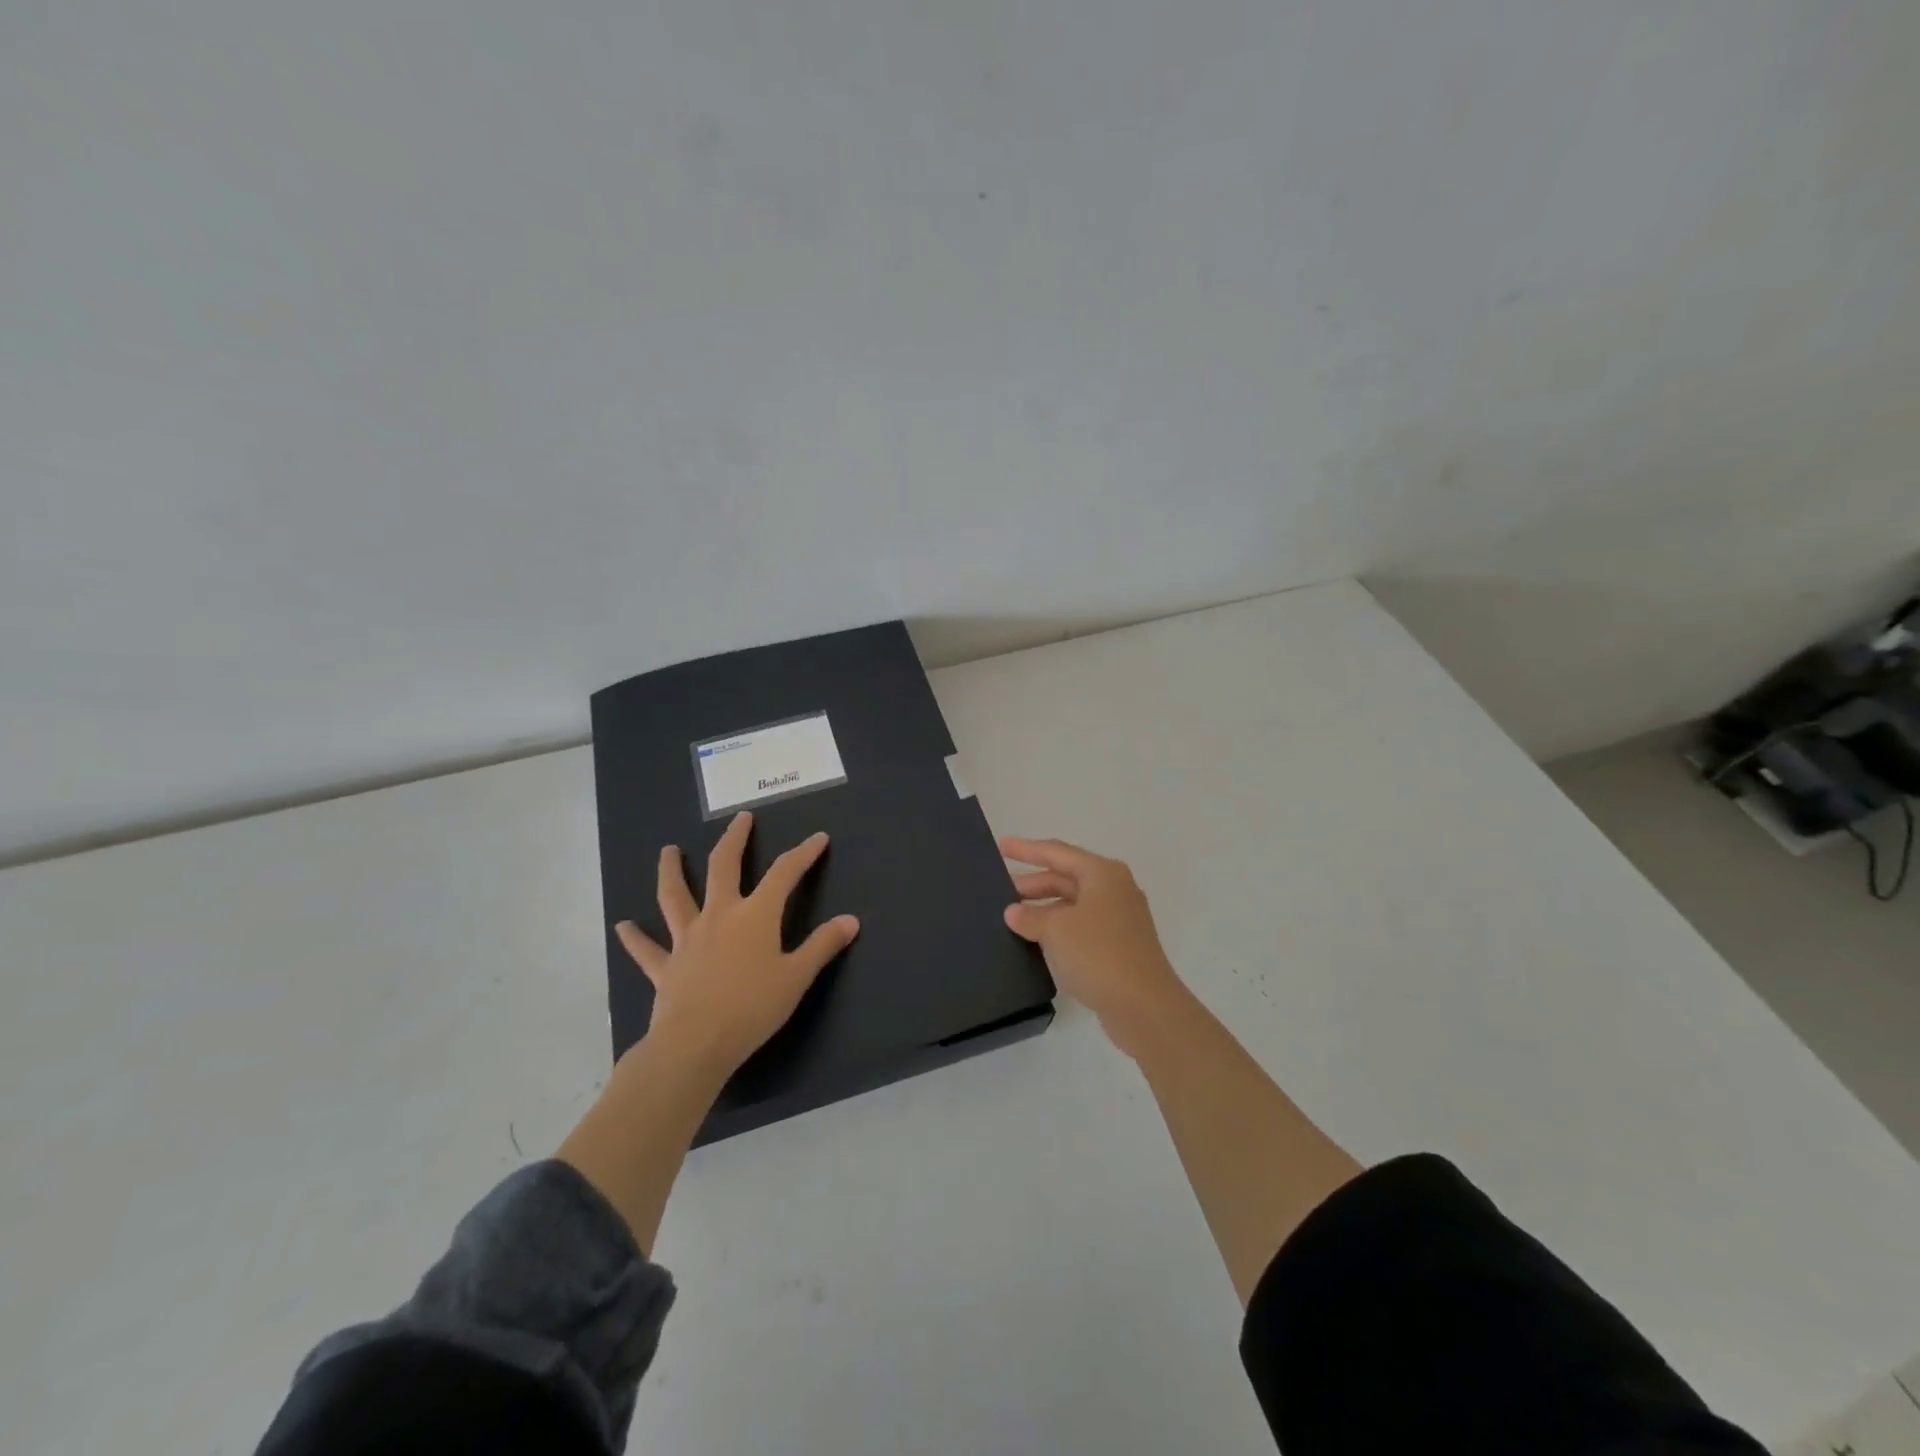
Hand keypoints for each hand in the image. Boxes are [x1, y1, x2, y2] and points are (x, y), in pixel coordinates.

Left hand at [616, 811, 859, 1078]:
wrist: (695, 1044)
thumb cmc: (752, 1008)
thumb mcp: (796, 977)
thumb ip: (822, 946)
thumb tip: (850, 920)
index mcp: (755, 915)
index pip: (784, 874)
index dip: (803, 853)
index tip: (818, 838)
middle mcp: (719, 916)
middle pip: (723, 867)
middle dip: (734, 839)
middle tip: (740, 818)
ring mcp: (687, 939)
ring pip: (675, 896)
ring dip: (670, 871)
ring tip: (667, 850)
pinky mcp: (665, 967)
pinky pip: (647, 950)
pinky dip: (634, 938)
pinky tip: (622, 926)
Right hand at [1001, 836, 1185, 1056]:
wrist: (1145, 1007)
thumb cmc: (1099, 954)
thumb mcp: (1056, 930)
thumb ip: (1030, 916)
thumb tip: (1014, 911)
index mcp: (1103, 874)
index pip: (1057, 852)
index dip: (1027, 849)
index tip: (1001, 845)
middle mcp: (1115, 889)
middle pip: (1066, 877)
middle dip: (1034, 883)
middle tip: (1001, 890)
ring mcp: (1120, 919)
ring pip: (1073, 904)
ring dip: (1044, 908)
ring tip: (1013, 917)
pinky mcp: (1120, 946)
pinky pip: (1081, 926)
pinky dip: (1058, 928)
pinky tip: (1037, 941)